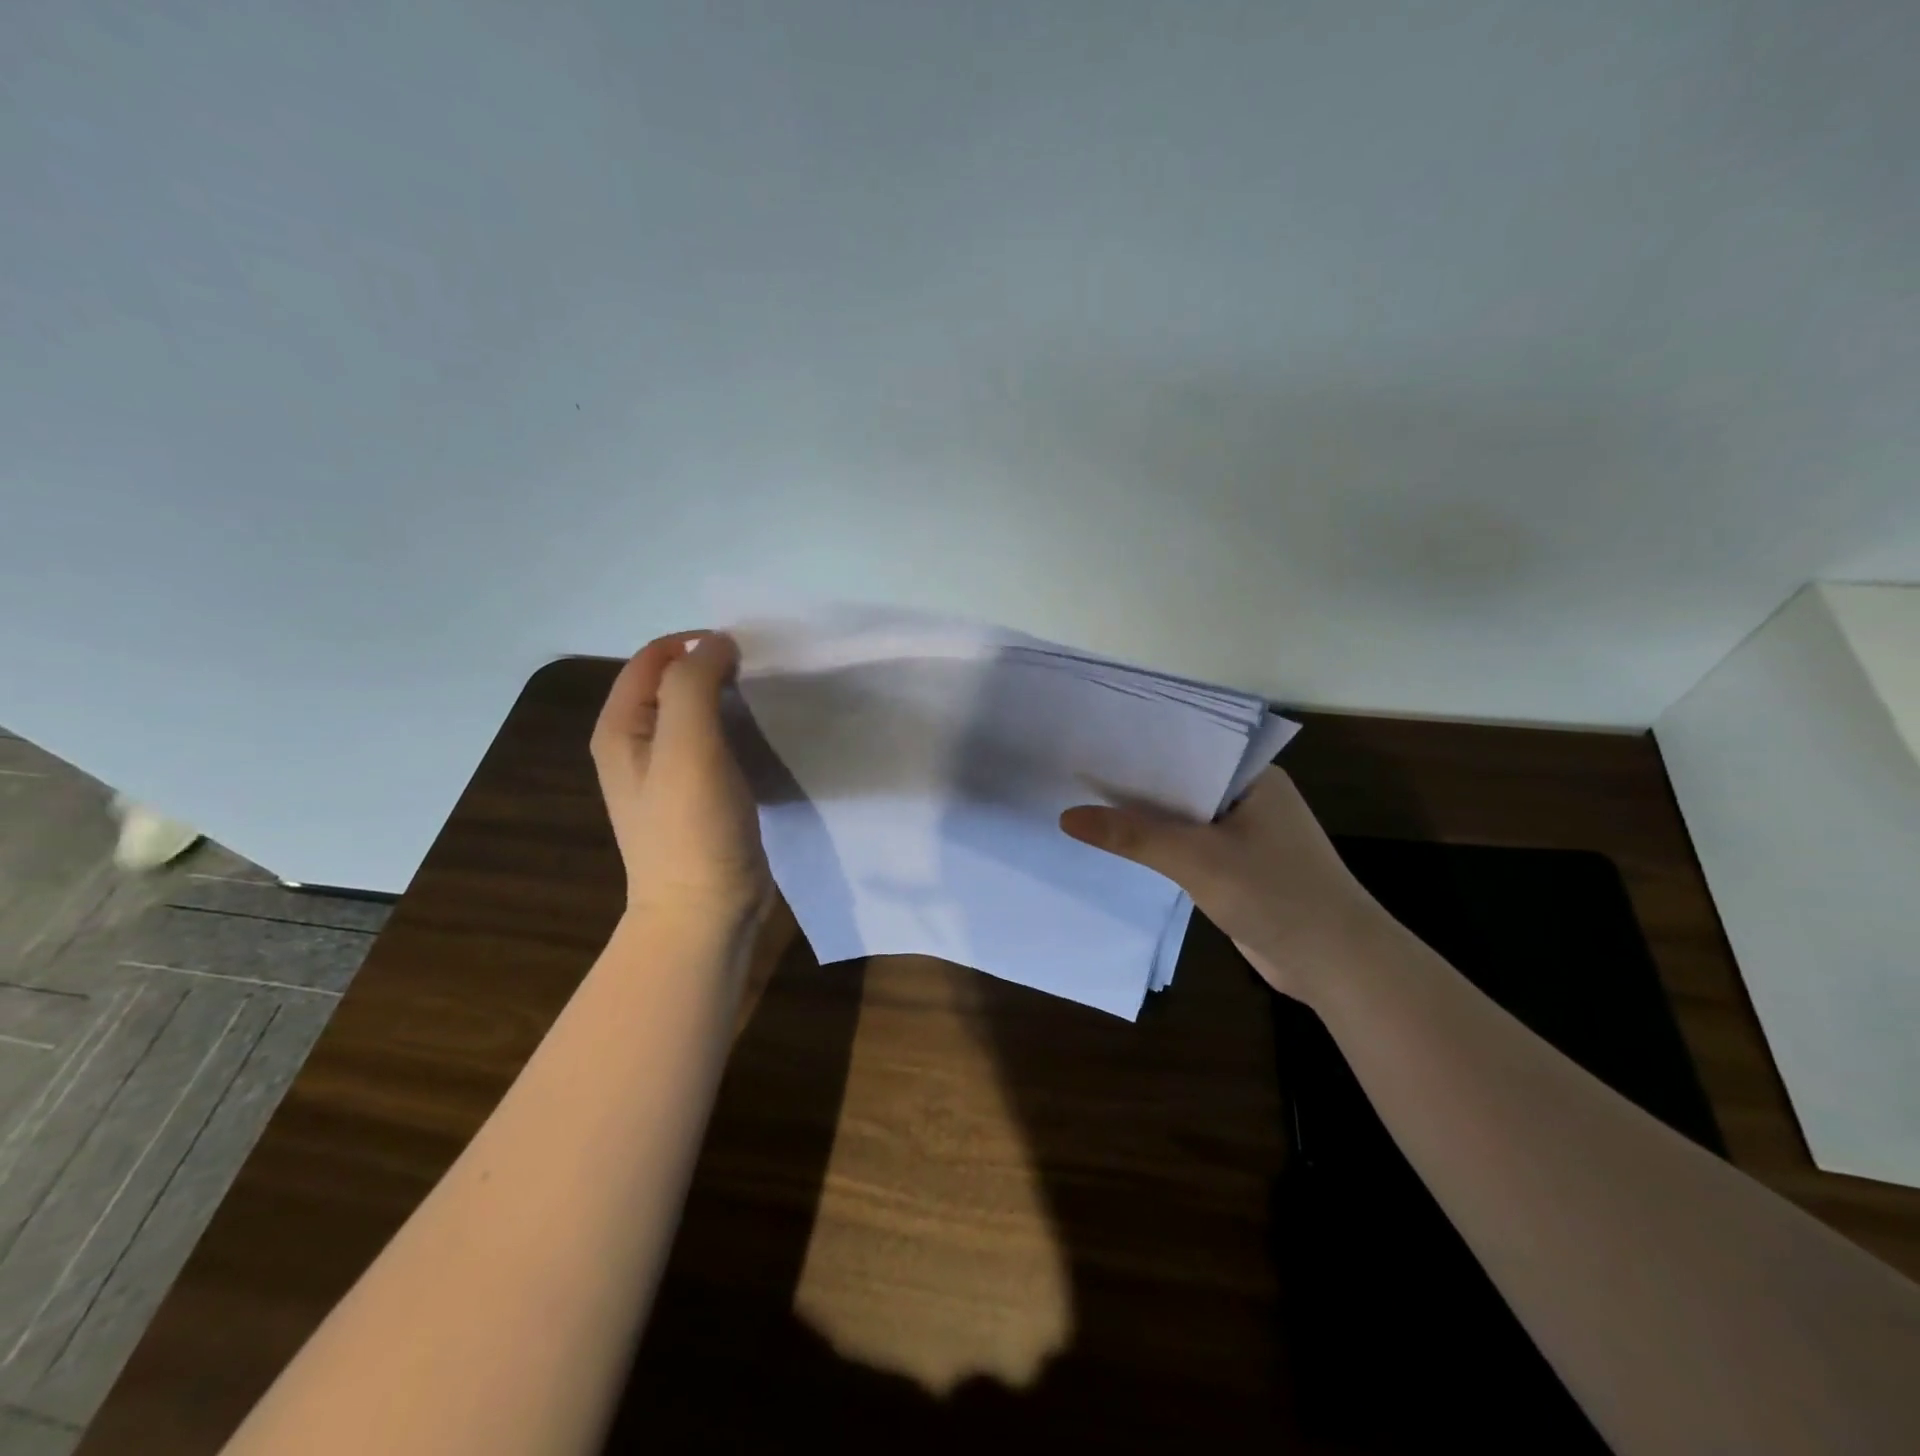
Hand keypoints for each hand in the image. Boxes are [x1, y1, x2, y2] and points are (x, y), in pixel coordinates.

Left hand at [591, 632, 772, 930]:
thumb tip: (717, 642)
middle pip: (674, 682)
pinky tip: (764, 737)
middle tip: (763, 678)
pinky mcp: (699, 794)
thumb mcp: (687, 746)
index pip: (653, 657)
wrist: (704, 911)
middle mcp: (638, 745)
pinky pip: (716, 743)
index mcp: (621, 727)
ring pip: (698, 713)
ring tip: (768, 701)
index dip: (696, 644)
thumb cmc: (692, 828)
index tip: (747, 655)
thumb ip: (694, 684)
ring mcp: (668, 773)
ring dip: (730, 698)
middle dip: (716, 668)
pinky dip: (738, 729)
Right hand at [1059, 766, 1386, 1000]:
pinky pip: (1189, 846)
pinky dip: (1159, 847)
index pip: (1187, 747)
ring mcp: (1246, 833)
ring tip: (1083, 802)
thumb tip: (1067, 817)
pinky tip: (1119, 844)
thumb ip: (1133, 835)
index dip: (1139, 745)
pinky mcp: (1239, 866)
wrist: (1338, 965)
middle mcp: (1249, 796)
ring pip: (1183, 817)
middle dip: (1134, 783)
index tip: (1090, 740)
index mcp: (1252, 776)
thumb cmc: (1276, 894)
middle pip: (1180, 782)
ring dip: (1145, 818)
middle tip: (1074, 770)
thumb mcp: (1196, 860)